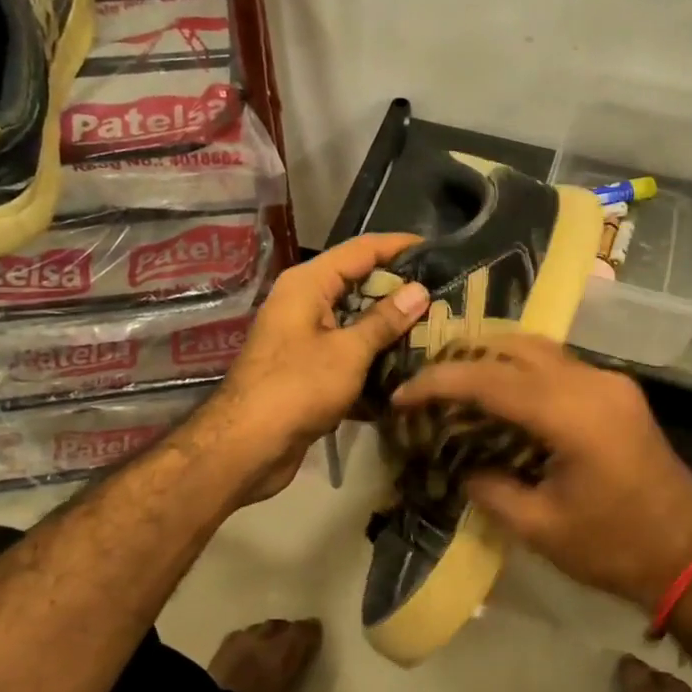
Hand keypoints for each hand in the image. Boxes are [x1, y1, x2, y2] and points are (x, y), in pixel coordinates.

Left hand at [208, 233, 429, 500]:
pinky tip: (405, 367)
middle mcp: (302, 302)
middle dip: (398, 290)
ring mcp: (302, 336)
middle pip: (357, 284)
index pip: (361, 249)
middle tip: (444, 295)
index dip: (398, 246)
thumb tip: (419, 290)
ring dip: (388, 327)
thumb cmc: (298, 387)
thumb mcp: (348, 351)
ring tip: (434, 328)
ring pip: (353, 321)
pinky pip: (345, 351)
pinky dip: (371, 356)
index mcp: (308, 284)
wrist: (247, 446)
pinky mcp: (306, 369)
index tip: (437, 250)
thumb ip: (384, 320)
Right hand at [391, 336, 691, 606]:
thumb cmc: (613, 548)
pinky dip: (522, 371)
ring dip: (494, 359)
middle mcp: (593, 382)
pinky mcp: (619, 392)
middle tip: (427, 384)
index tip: (403, 394)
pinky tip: (501, 394)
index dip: (439, 382)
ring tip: (456, 384)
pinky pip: (559, 365)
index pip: (490, 379)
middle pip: (514, 347)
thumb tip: (461, 463)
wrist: (689, 556)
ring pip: (539, 349)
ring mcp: (611, 382)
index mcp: (573, 414)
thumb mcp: (539, 527)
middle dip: (464, 358)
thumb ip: (490, 487)